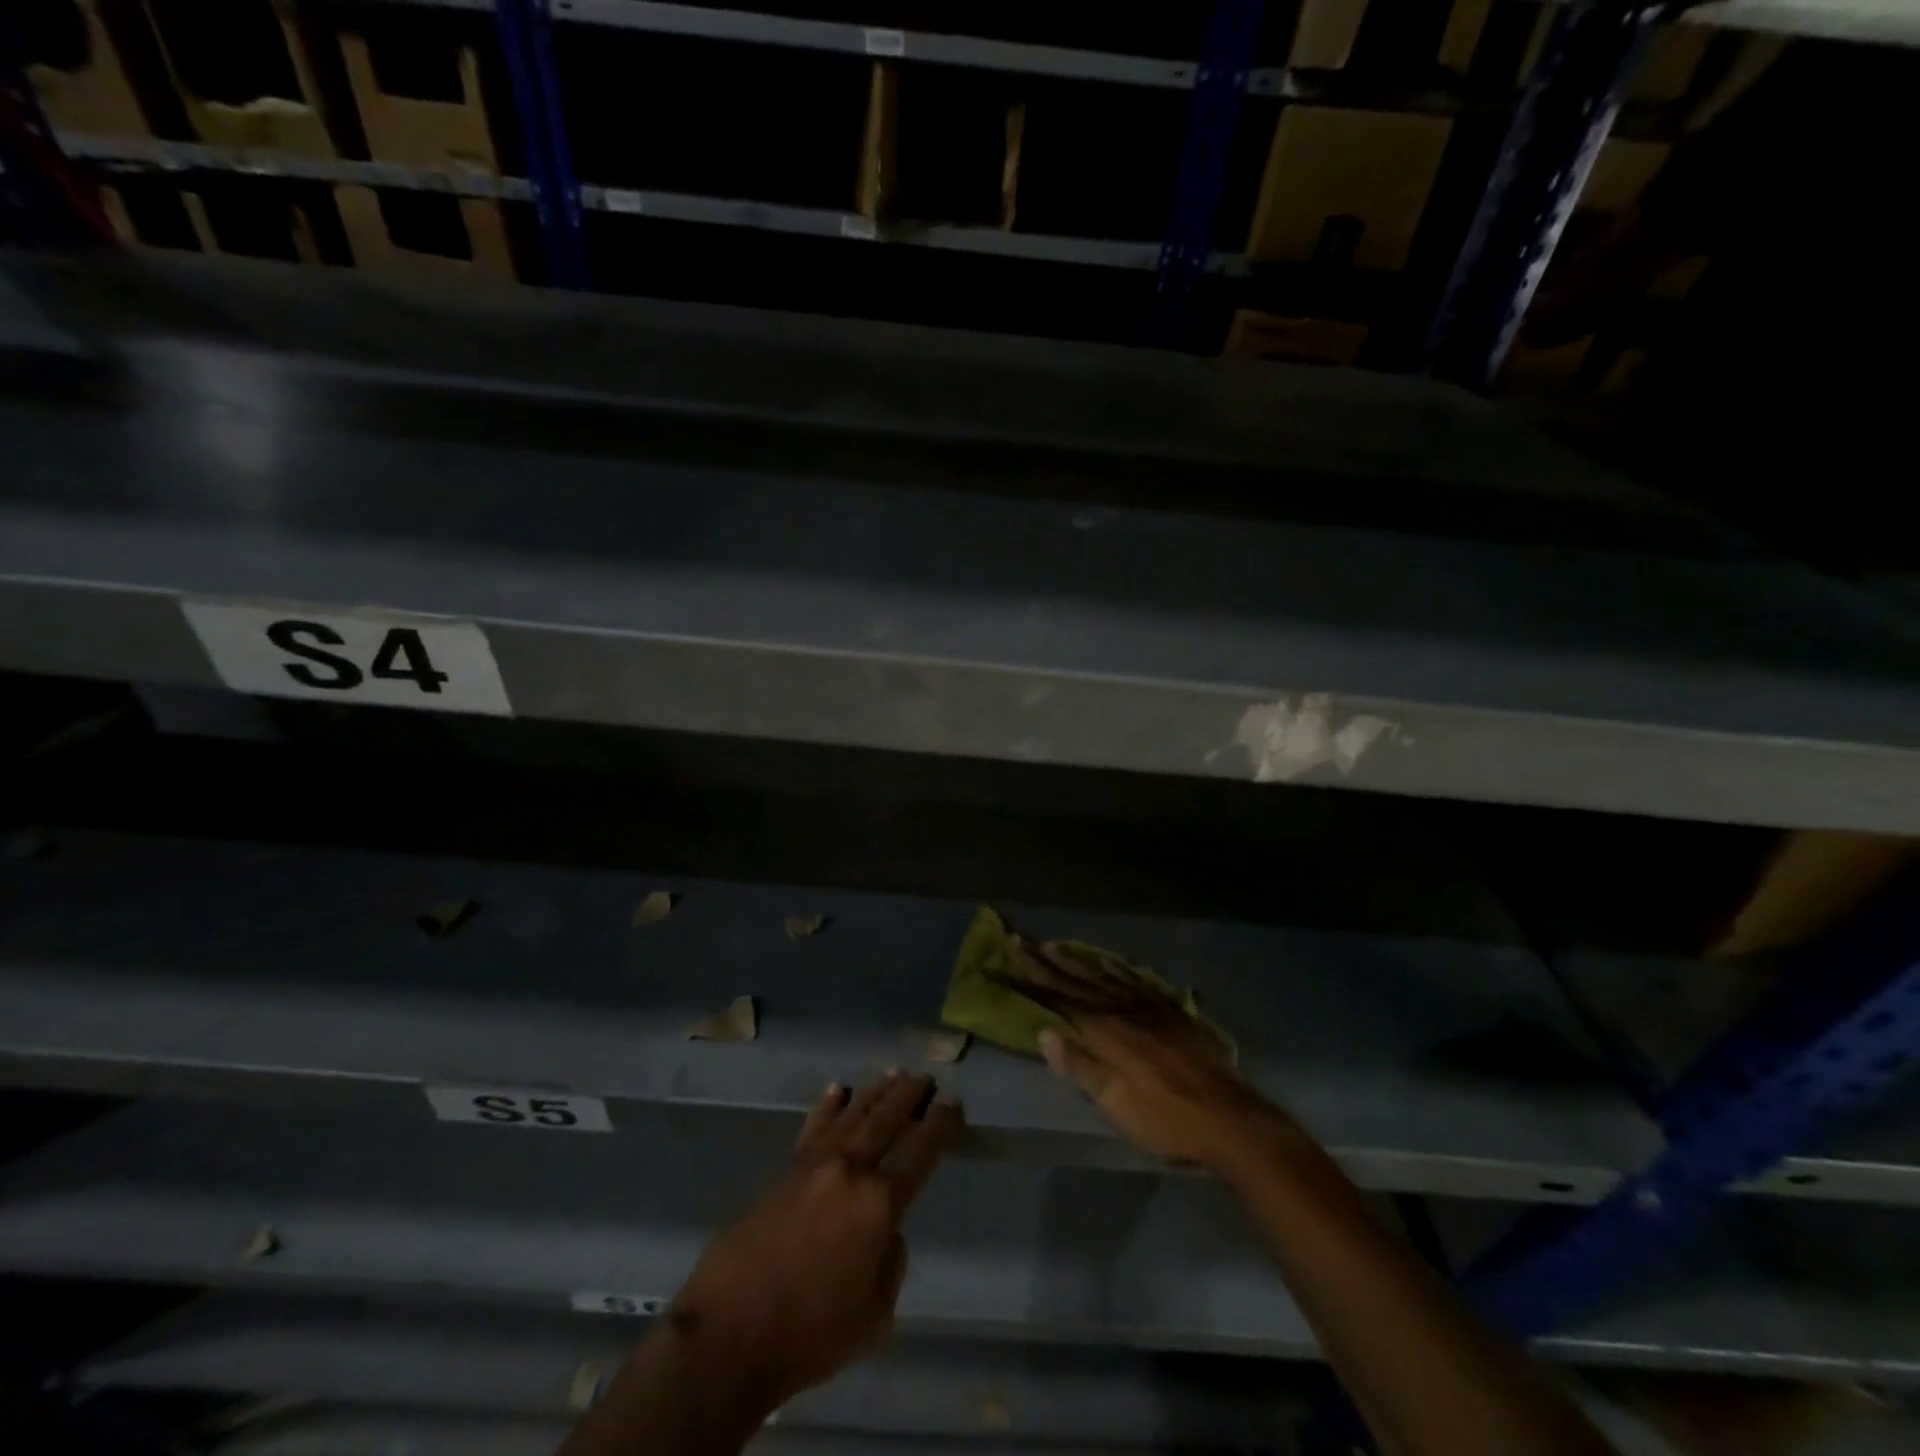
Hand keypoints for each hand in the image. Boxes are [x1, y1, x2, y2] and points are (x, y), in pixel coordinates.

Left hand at [665, 1072, 960, 1410]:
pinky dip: (828, 1107)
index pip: (919, 1153)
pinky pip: (814, 1128)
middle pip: (886, 1122)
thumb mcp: (875, 1316)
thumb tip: (885, 1231)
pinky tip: (838, 1089)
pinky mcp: (784, 1172)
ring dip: (876, 1093)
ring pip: (853, 1116)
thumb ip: (891, 1263)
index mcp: (879, 1204)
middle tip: (926, 1077)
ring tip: (895, 1074)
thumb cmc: (809, 1335)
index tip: (952, 1102)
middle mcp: (850, 1171)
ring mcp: (814, 1166)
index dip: (939, 1125)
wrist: (729, 1333)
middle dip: (909, 1097)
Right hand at [1013, 940, 1286, 1171]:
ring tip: (1057, 945)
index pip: (1060, 996)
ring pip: (1107, 976)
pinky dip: (1118, 969)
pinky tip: (1112, 964)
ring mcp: (1153, 1008)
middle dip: (1048, 961)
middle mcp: (1125, 1009)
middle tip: (1022, 940)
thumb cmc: (1167, 1119)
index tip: (1010, 951)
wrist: (1232, 1120)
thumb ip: (1080, 1066)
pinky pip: (1138, 981)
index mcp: (1107, 1031)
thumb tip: (1043, 1030)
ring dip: (1078, 961)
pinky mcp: (1175, 1014)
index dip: (1032, 974)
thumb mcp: (1116, 1103)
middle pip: (1080, 980)